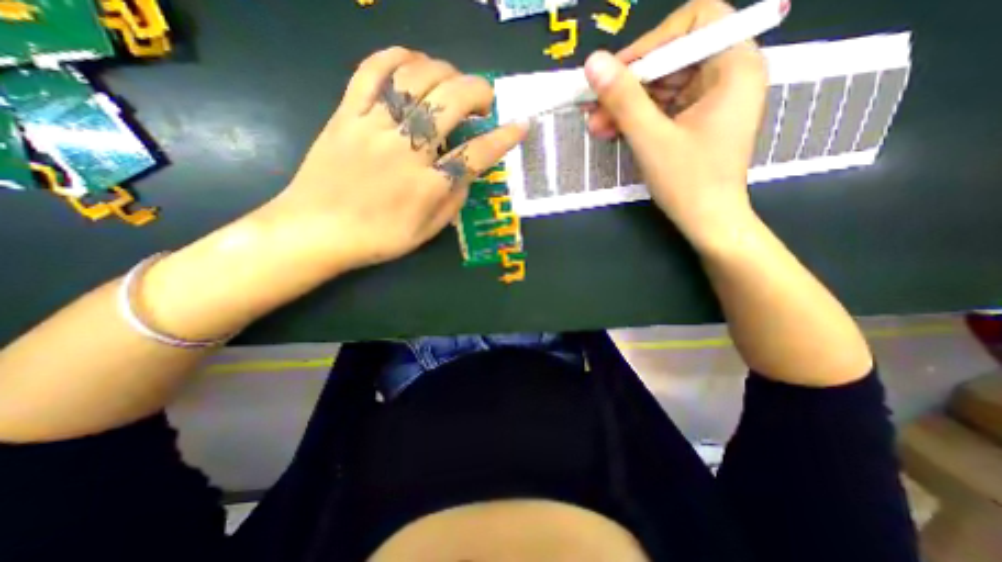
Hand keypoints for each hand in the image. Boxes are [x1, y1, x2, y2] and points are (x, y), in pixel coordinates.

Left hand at [259, 45, 523, 274]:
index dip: (503, 138)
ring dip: (445, 72)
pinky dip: (396, 57)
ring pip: (416, 79)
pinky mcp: (346, 114)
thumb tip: (467, 174)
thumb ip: (452, 202)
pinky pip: (371, 71)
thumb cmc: (377, 238)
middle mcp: (406, 150)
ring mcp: (374, 127)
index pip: (477, 154)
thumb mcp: (426, 232)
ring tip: (454, 82)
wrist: (315, 231)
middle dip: (479, 92)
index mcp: (428, 186)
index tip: (521, 126)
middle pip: (451, 103)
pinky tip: (414, 61)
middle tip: (485, 101)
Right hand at [585, 1, 764, 250]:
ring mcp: (709, 100)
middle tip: (593, 105)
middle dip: (629, 83)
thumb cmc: (689, 182)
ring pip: (661, 86)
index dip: (651, 43)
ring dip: (625, 104)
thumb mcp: (652, 139)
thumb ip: (623, 99)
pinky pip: (661, 107)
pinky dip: (635, 118)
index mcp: (733, 67)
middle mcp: (726, 75)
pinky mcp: (695, 120)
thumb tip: (592, 63)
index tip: (616, 74)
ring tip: (596, 125)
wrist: (707, 222)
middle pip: (672, 58)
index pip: (694, 23)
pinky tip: (611, 130)